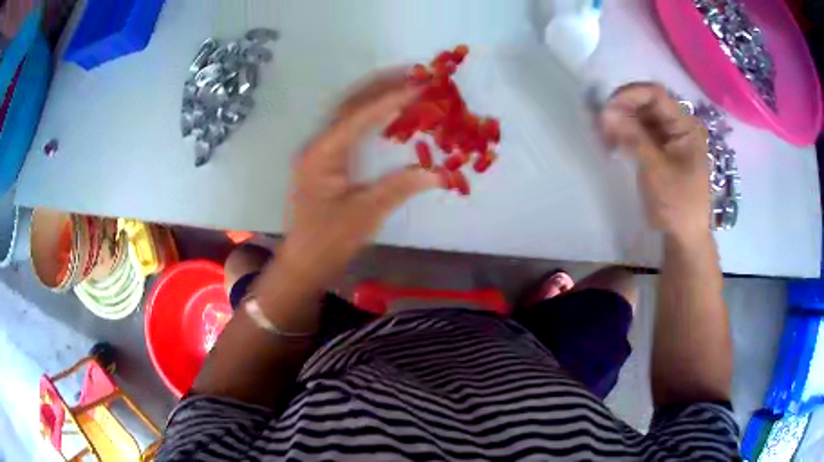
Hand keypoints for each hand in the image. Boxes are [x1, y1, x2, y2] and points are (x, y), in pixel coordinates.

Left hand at [278, 72, 441, 288]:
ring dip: (375, 95)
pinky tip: (388, 111)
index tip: (418, 85)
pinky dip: (370, 114)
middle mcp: (318, 145)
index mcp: (323, 154)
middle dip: (381, 86)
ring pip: (348, 112)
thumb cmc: (328, 241)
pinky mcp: (326, 160)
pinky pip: (350, 127)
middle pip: (350, 105)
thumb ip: (401, 188)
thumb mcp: (366, 215)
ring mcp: (320, 151)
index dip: (390, 99)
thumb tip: (440, 173)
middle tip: (413, 73)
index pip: (359, 116)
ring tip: (404, 83)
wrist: (304, 262)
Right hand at [601, 83, 709, 242]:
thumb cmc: (677, 205)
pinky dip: (626, 135)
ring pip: (642, 117)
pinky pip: (642, 133)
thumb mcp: (655, 170)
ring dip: (622, 122)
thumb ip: (633, 137)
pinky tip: (613, 143)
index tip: (607, 108)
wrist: (685, 238)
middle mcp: (679, 126)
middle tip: (602, 125)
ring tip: (604, 136)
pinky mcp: (663, 150)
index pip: (656, 95)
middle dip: (623, 109)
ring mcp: (671, 138)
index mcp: (686, 126)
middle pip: (647, 104)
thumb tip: (606, 112)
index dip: (629, 95)